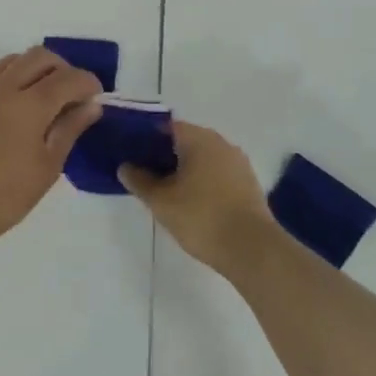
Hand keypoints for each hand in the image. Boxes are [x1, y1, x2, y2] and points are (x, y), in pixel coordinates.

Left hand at [0, 48, 103, 253]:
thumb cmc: (5, 195)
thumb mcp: (48, 166)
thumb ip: (70, 129)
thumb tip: (91, 105)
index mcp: (31, 103)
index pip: (69, 77)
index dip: (88, 83)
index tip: (95, 98)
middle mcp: (4, 86)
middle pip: (40, 57)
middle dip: (62, 69)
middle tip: (70, 95)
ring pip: (11, 60)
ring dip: (33, 69)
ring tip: (40, 97)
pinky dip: (4, 77)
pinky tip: (9, 100)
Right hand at [119, 121, 276, 275]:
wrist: (251, 249)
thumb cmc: (201, 217)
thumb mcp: (160, 200)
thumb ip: (139, 180)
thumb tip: (125, 167)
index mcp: (199, 138)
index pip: (165, 127)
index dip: (145, 139)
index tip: (130, 155)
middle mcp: (221, 143)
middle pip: (185, 141)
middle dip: (164, 155)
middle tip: (143, 174)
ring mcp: (238, 163)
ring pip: (202, 159)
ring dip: (184, 170)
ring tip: (165, 191)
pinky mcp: (248, 184)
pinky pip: (217, 174)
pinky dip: (202, 182)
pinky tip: (190, 202)